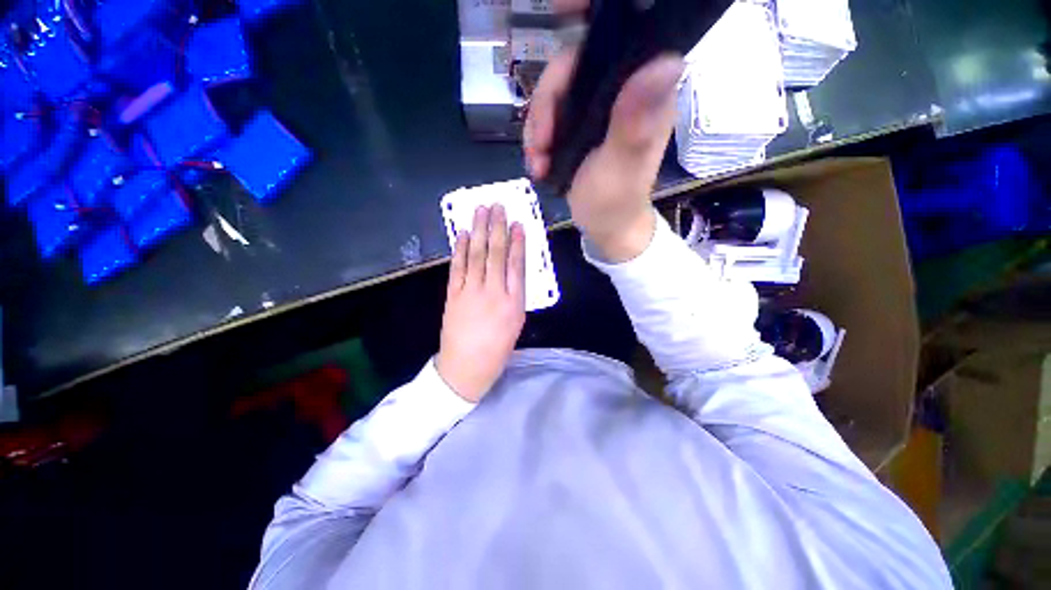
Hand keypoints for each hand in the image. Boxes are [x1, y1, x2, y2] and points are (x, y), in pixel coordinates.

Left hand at [435, 205, 526, 402]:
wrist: (466, 367)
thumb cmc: (497, 349)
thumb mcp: (516, 324)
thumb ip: (515, 295)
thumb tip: (512, 270)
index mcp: (513, 302)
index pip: (516, 264)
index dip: (517, 242)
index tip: (518, 224)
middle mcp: (493, 292)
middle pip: (496, 254)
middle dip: (497, 228)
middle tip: (498, 206)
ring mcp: (471, 292)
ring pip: (477, 255)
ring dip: (479, 231)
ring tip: (481, 211)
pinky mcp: (453, 295)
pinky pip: (458, 267)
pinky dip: (460, 249)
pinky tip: (462, 234)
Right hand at [524, 1, 683, 261]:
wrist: (605, 226)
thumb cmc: (616, 203)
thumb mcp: (621, 169)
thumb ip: (635, 124)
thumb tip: (664, 61)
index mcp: (643, 93)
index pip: (626, 33)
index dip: (593, 13)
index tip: (559, 8)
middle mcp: (622, 90)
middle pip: (573, 63)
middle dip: (547, 101)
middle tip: (540, 142)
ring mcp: (598, 107)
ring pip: (555, 90)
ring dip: (537, 126)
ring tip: (537, 160)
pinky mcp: (580, 124)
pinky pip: (549, 114)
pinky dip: (537, 137)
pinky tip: (538, 162)